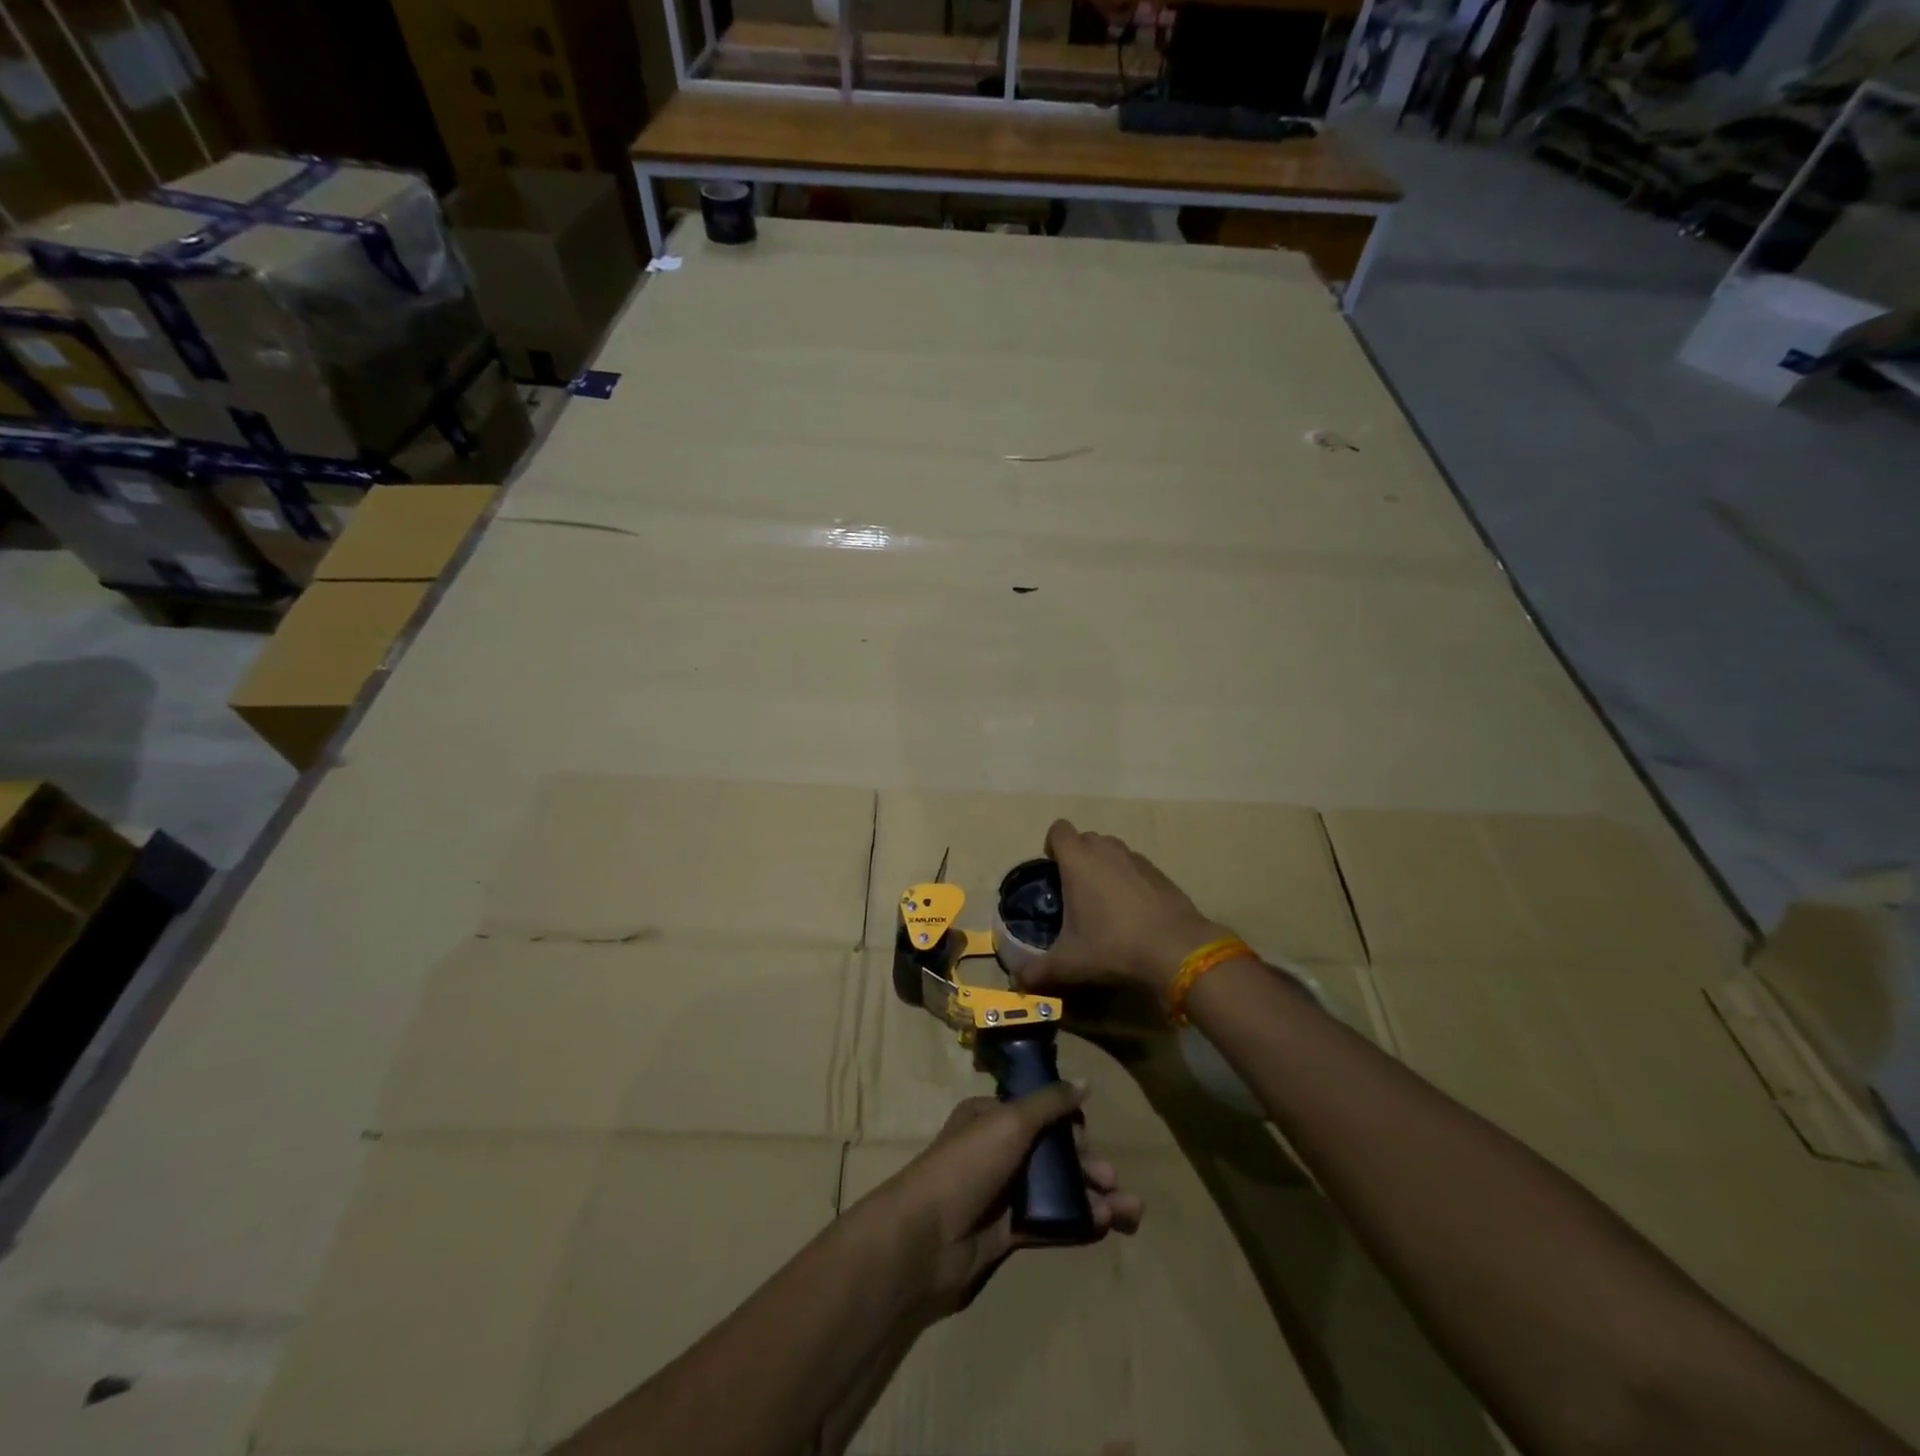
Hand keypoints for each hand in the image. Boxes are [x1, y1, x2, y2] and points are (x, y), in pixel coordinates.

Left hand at [875, 1083, 1143, 1320]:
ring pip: (1056, 1189)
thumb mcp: (1010, 1122)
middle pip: (1051, 1153)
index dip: (1067, 1124)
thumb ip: (1050, 1103)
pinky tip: (1106, 1225)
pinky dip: (1079, 1222)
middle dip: (1087, 1164)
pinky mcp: (1008, 1233)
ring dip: (1093, 1196)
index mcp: (991, 1117)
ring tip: (1130, 1211)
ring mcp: (1003, 1194)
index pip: (1038, 1113)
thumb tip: (1085, 1081)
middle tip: (1113, 1180)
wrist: (926, 1238)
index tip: (1088, 1136)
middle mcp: (997, 1151)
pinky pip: (1051, 1223)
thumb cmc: (967, 1165)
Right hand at [1018, 819, 1228, 1004]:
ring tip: (1103, 902)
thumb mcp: (1069, 963)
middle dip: (1077, 858)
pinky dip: (1129, 880)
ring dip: (1104, 867)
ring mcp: (1136, 858)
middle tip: (1075, 892)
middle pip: (1085, 839)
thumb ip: (1038, 971)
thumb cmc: (1113, 946)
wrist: (1176, 949)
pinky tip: (1132, 912)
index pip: (1059, 830)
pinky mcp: (1160, 872)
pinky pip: (1135, 866)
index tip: (1053, 872)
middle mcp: (1106, 850)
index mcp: (1078, 860)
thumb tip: (1018, 981)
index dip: (1053, 846)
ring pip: (1112, 851)